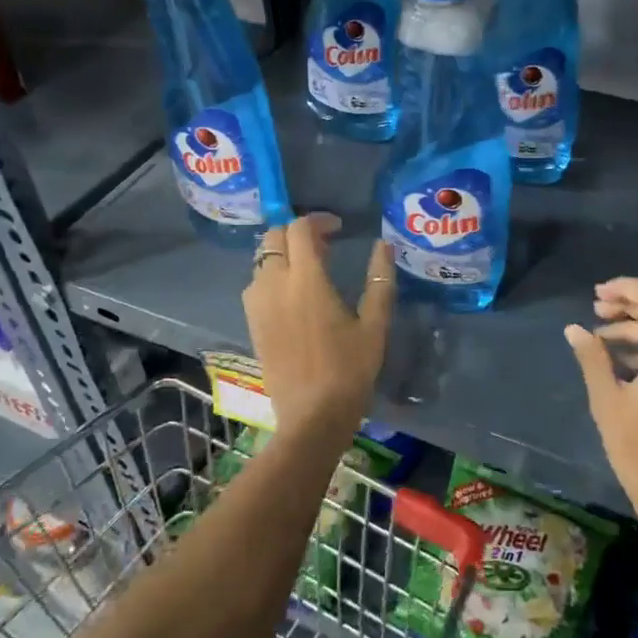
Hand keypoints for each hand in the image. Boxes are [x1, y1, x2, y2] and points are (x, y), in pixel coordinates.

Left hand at [243, 214, 394, 443]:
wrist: (312, 417)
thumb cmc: (349, 370)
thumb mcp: (374, 325)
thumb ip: (380, 280)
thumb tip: (384, 246)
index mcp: (306, 280)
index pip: (300, 229)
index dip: (318, 220)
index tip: (339, 228)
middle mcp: (275, 285)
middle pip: (275, 237)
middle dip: (298, 232)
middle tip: (325, 245)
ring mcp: (258, 305)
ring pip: (262, 260)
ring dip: (283, 253)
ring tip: (310, 268)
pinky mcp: (252, 324)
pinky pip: (255, 284)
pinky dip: (272, 275)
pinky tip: (293, 294)